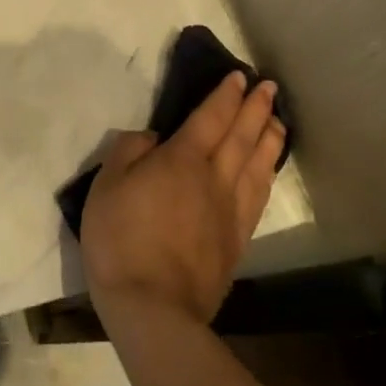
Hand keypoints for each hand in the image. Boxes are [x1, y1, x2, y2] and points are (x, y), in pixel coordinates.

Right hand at [80, 73, 284, 326]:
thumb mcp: (106, 185)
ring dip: (269, 138)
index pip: (210, 118)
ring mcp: (230, 212)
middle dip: (255, 108)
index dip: (225, 95)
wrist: (154, 309)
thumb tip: (153, 138)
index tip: (239, 76)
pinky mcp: (236, 242)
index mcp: (182, 160)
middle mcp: (214, 179)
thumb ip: (129, 151)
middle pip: (241, 136)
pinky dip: (266, 175)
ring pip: (257, 165)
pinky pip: (258, 197)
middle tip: (269, 87)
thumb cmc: (121, 240)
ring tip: (279, 120)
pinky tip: (268, 170)